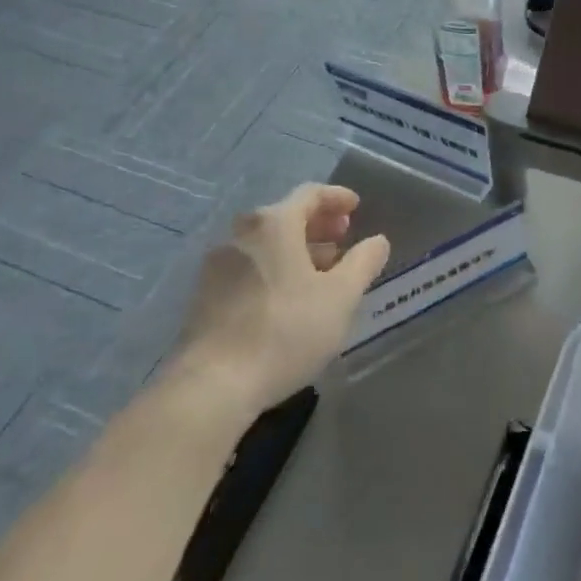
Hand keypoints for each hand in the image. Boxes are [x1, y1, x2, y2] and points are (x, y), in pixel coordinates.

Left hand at [174, 184, 390, 411]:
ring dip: (297, 250)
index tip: (356, 207)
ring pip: (266, 245)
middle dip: (318, 225)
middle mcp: (240, 235)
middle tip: (342, 239)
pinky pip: (248, 268)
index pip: (310, 194)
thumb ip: (363, 263)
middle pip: (285, 217)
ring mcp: (217, 266)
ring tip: (321, 272)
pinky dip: (274, 270)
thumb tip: (377, 241)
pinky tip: (289, 298)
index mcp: (273, 224)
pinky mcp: (204, 297)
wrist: (212, 386)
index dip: (336, 197)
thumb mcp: (340, 297)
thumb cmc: (285, 331)